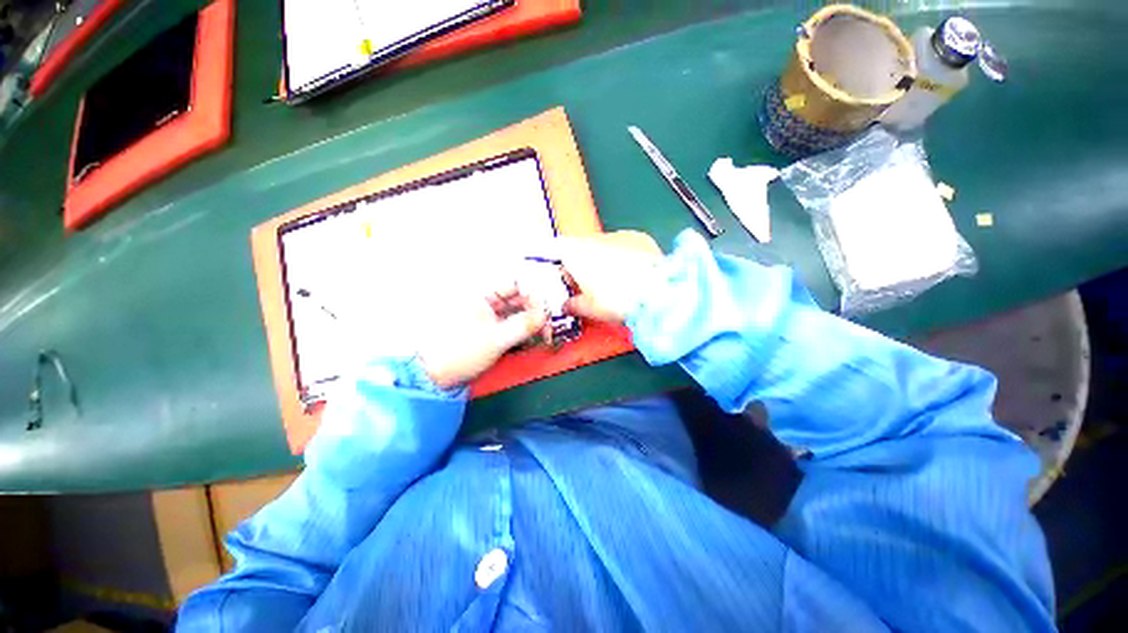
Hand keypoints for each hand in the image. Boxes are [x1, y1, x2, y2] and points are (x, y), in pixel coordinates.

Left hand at [417, 281, 548, 388]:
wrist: (434, 376)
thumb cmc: (458, 352)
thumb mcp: (495, 339)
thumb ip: (523, 325)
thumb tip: (545, 314)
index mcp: (482, 294)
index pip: (516, 282)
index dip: (533, 292)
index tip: (545, 308)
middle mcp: (487, 301)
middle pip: (519, 297)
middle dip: (536, 310)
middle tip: (548, 325)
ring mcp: (489, 316)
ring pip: (518, 312)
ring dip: (532, 322)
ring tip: (544, 335)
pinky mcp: (491, 330)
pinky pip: (513, 325)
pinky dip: (524, 331)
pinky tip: (533, 340)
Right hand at [557, 231, 664, 323]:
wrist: (657, 294)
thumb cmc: (620, 300)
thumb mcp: (588, 309)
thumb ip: (572, 305)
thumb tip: (568, 306)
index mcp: (576, 253)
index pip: (557, 249)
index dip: (560, 266)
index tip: (566, 280)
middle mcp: (595, 238)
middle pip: (581, 249)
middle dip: (583, 267)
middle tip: (591, 288)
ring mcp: (618, 236)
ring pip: (603, 247)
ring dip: (604, 262)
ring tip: (615, 284)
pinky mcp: (639, 239)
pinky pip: (625, 247)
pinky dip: (625, 258)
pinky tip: (632, 276)